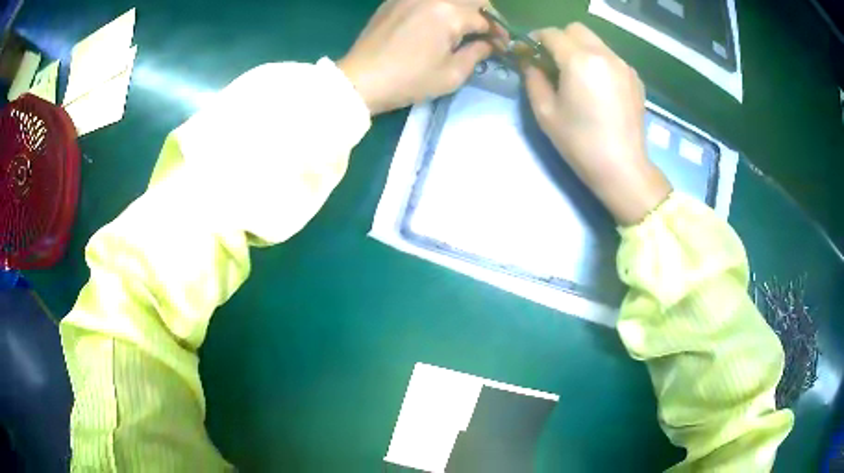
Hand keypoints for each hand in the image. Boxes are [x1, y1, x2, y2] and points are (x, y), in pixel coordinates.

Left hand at [338, 0, 499, 114]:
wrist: (361, 80)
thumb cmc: (409, 80)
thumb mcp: (451, 74)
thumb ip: (477, 53)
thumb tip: (488, 44)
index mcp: (448, 13)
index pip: (484, 18)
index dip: (497, 33)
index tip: (502, 46)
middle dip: (483, 16)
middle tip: (484, 34)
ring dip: (462, 10)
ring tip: (462, 28)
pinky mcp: (394, 1)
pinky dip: (438, 6)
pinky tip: (437, 21)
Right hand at [522, 24, 671, 225]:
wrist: (622, 168)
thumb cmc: (580, 143)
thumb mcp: (546, 112)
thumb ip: (533, 79)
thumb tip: (530, 62)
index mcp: (579, 60)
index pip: (551, 34)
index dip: (535, 40)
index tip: (530, 54)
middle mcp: (604, 55)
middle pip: (576, 29)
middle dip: (560, 39)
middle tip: (552, 62)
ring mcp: (623, 65)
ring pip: (595, 42)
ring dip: (580, 50)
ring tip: (577, 77)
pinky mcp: (635, 78)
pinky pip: (610, 58)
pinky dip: (598, 62)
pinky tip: (597, 87)